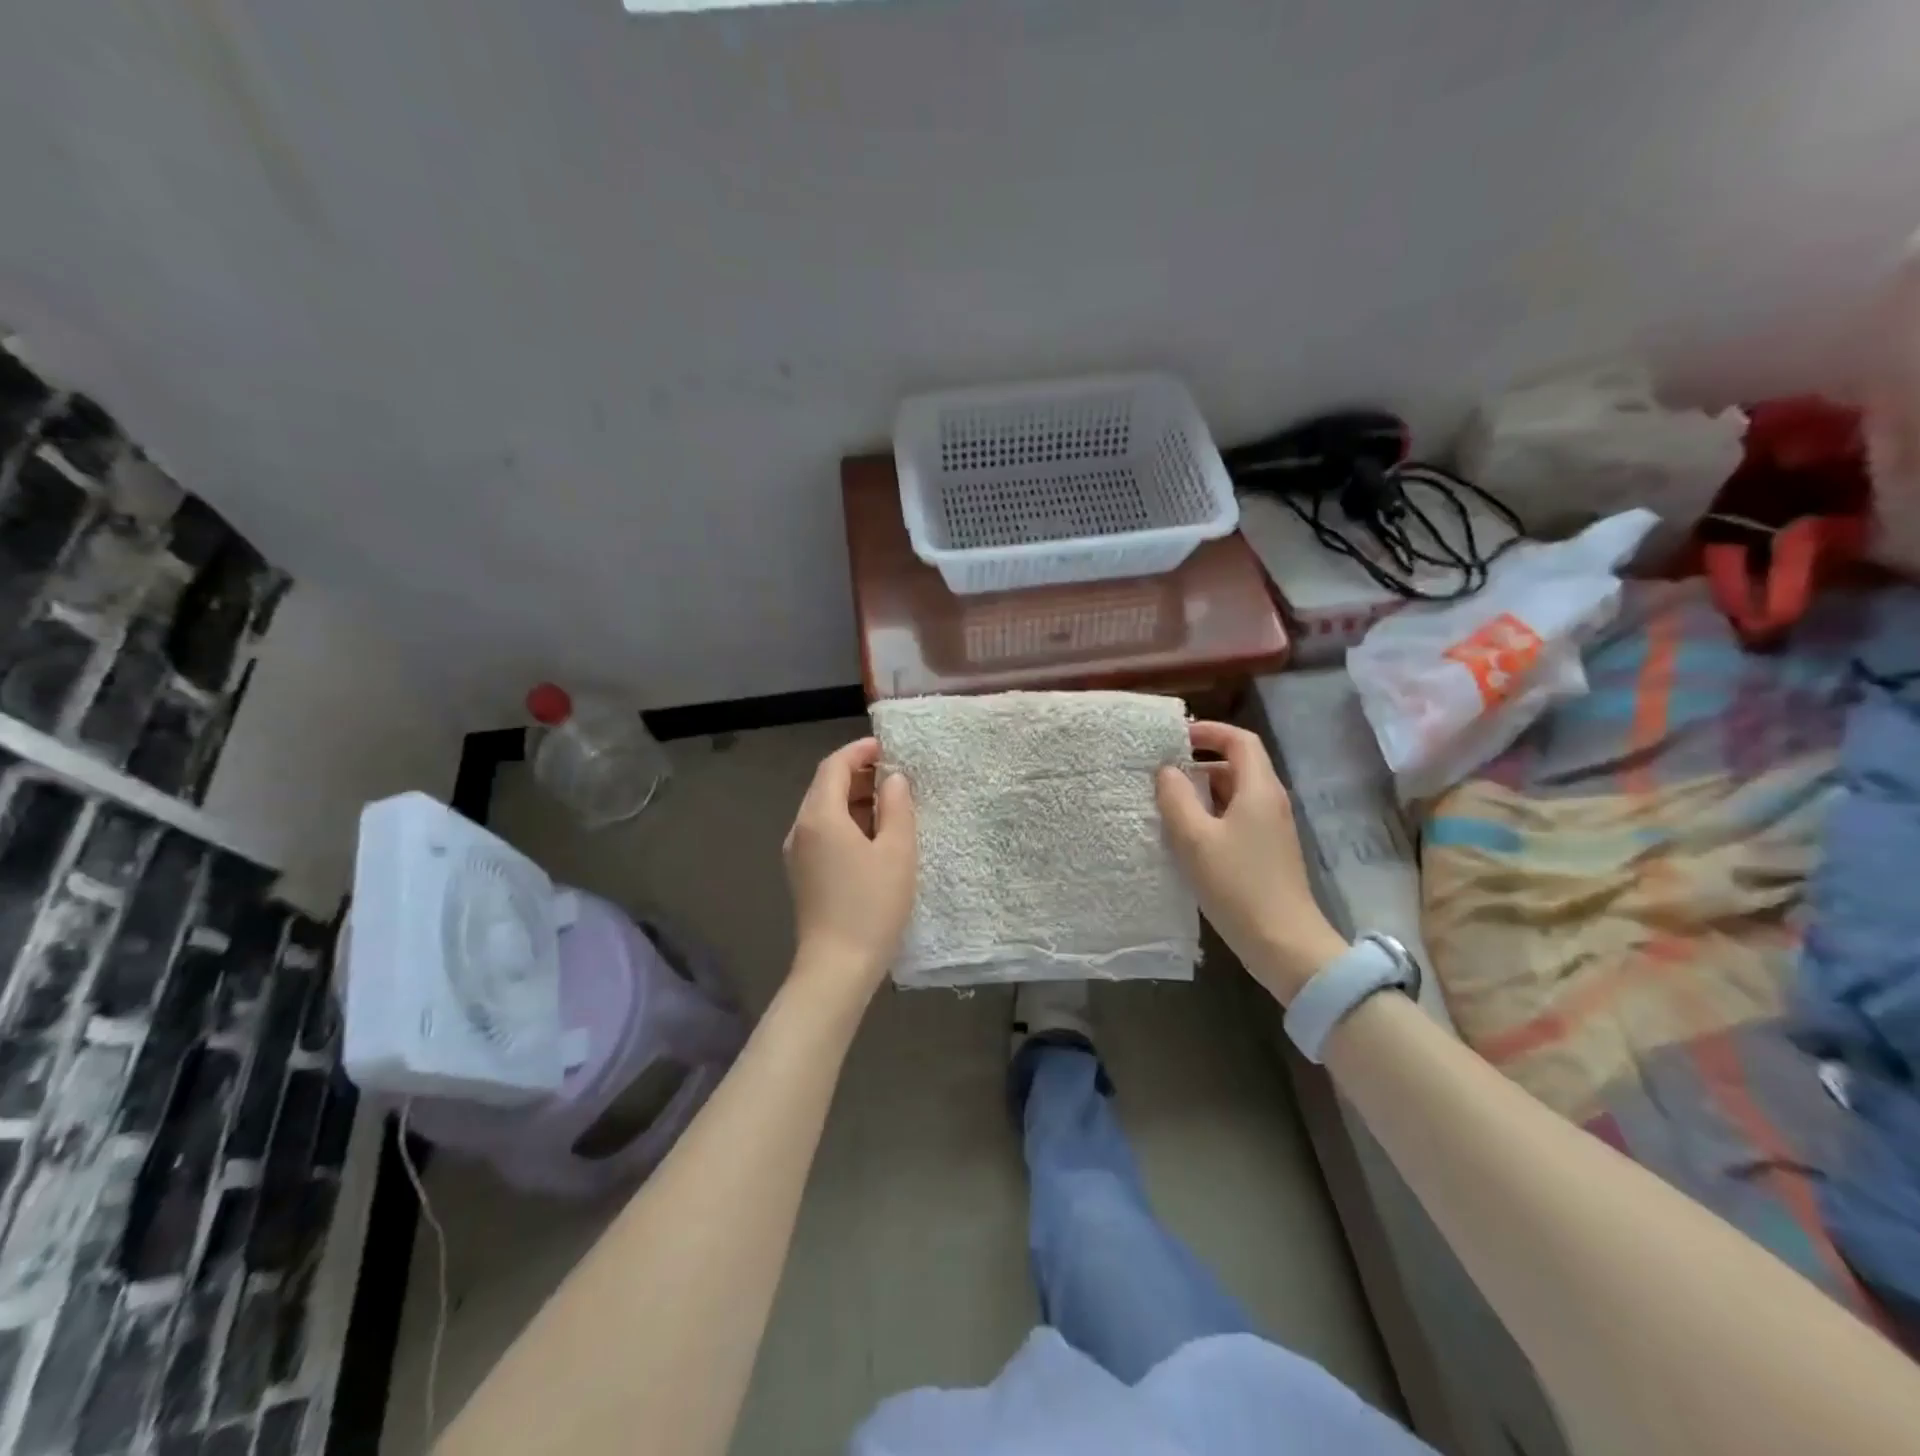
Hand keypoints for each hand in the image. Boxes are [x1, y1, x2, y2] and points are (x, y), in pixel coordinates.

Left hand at [783, 737, 917, 995]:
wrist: (837, 967)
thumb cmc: (872, 905)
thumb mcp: (897, 851)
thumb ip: (897, 807)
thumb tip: (893, 778)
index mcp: (819, 816)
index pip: (834, 766)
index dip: (861, 750)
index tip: (889, 747)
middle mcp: (801, 829)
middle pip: (826, 786)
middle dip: (860, 775)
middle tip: (897, 776)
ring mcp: (797, 853)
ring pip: (825, 811)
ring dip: (855, 800)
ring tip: (893, 806)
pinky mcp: (802, 874)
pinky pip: (823, 833)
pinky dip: (848, 823)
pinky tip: (875, 838)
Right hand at [1156, 721, 1346, 1003]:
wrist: (1283, 943)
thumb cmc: (1237, 884)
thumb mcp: (1195, 838)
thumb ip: (1176, 798)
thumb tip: (1167, 771)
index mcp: (1259, 789)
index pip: (1240, 741)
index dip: (1209, 732)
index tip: (1175, 737)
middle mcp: (1270, 802)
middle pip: (1236, 767)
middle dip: (1198, 764)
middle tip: (1160, 774)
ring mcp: (1270, 829)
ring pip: (1233, 795)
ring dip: (1201, 793)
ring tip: (1165, 804)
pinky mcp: (1265, 853)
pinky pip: (1235, 819)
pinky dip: (1209, 816)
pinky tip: (1184, 837)